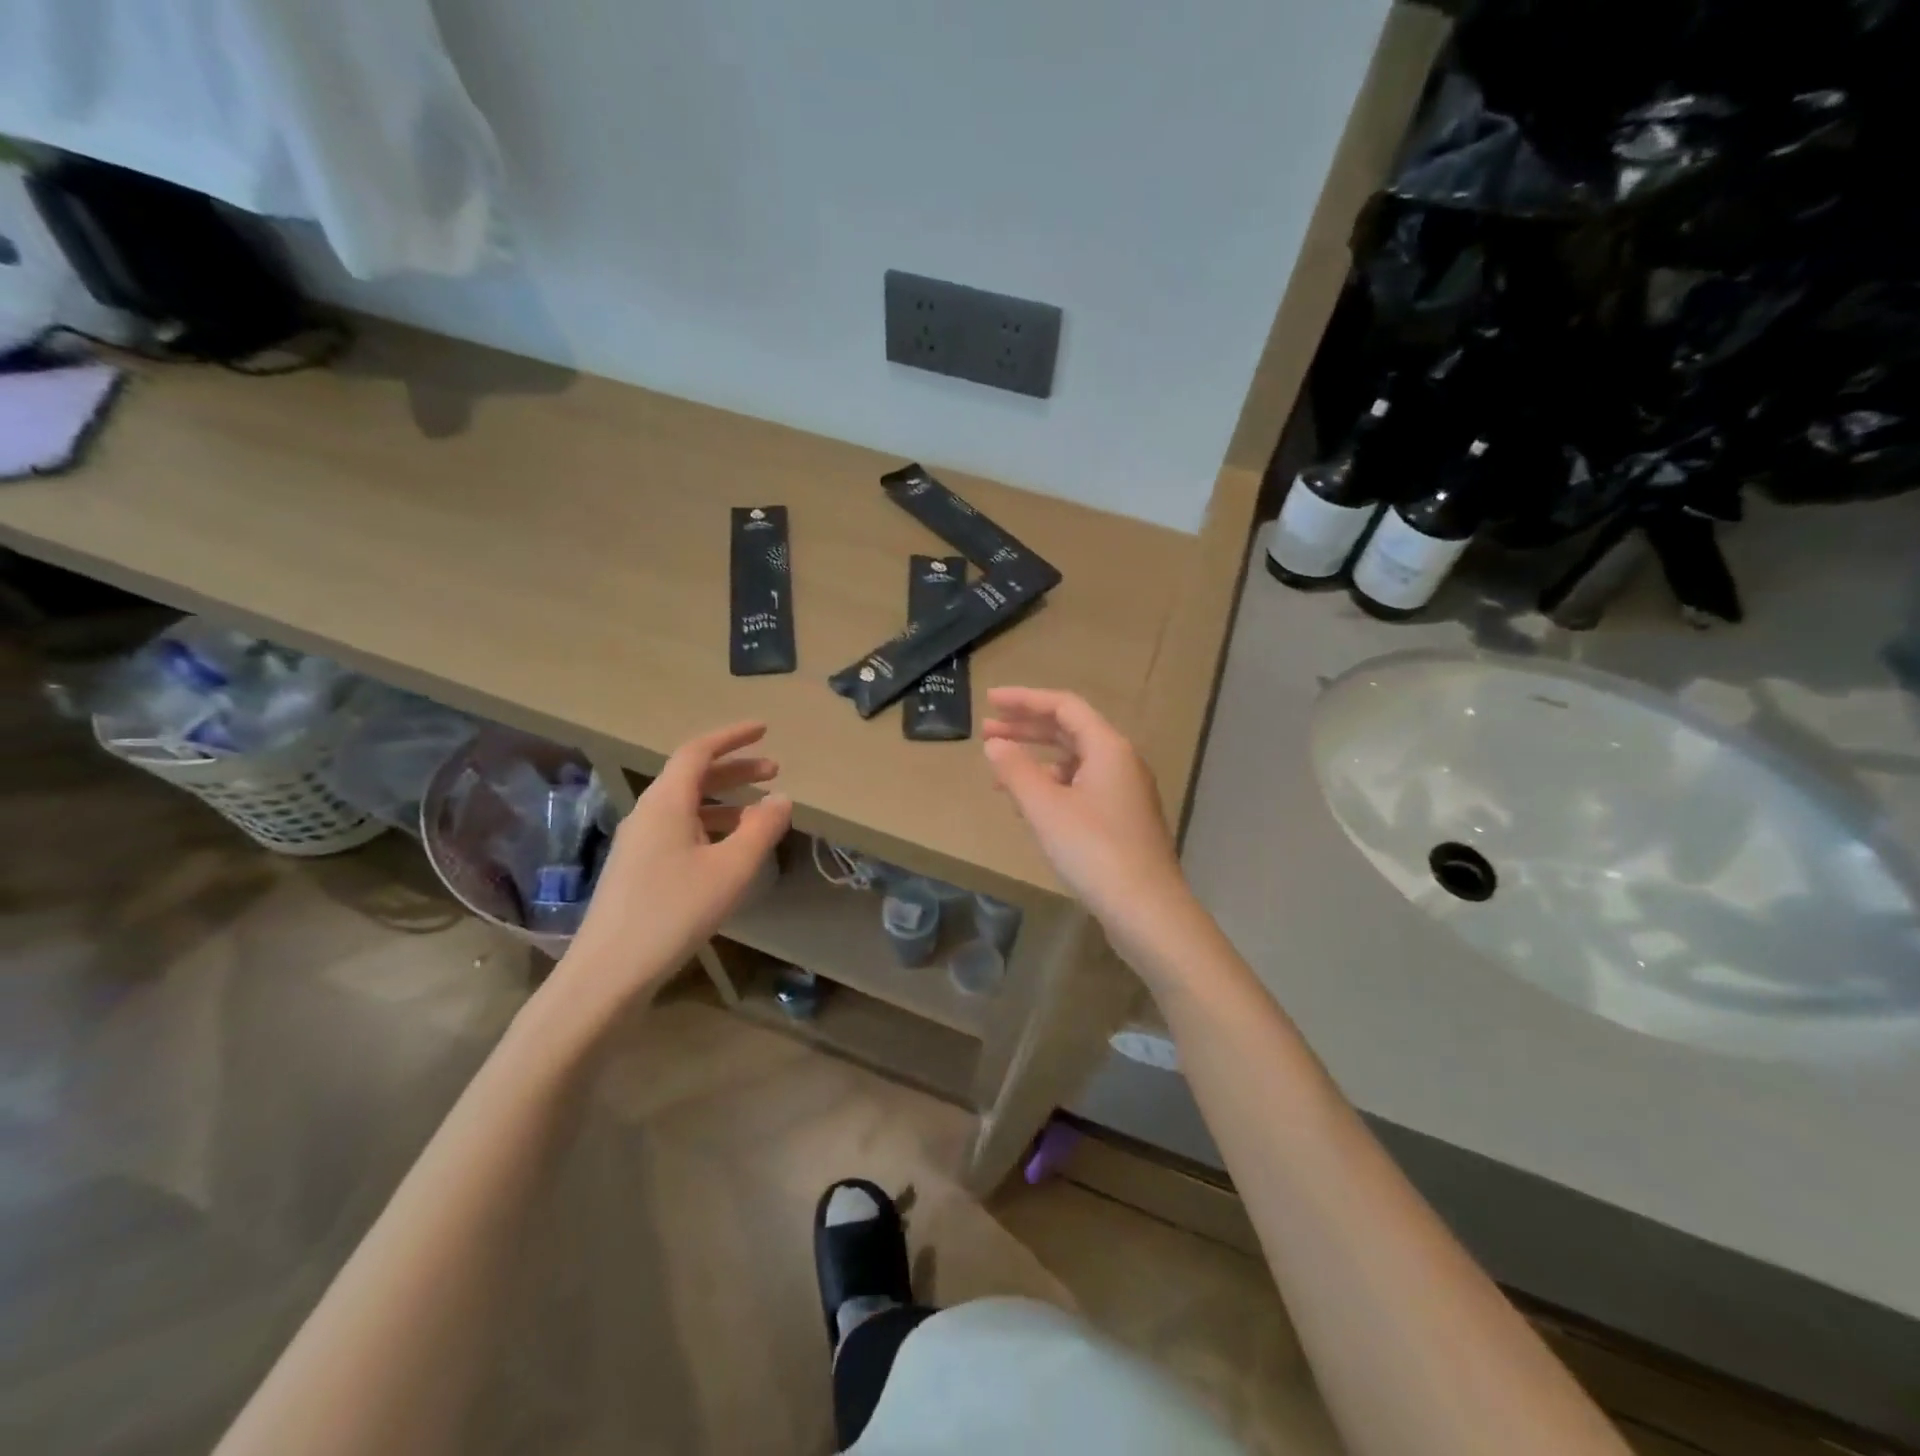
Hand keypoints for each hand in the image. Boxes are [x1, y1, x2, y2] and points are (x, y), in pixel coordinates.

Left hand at [556, 722, 791, 1012]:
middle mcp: (648, 813)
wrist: (608, 972)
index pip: (699, 751)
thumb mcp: (731, 869)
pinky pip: (679, 829)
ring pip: (686, 805)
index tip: (764, 730)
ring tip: (760, 813)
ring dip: (725, 800)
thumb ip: (762, 829)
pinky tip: (729, 850)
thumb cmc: (673, 912)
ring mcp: (639, 842)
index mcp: (666, 802)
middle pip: (693, 776)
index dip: (733, 737)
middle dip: (735, 769)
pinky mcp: (637, 868)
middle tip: (774, 770)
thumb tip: (782, 797)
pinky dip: (710, 825)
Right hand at [982, 688, 1199, 966]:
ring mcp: (1125, 793)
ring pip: (1075, 762)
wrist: (1147, 910)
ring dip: (1037, 761)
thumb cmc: (1094, 850)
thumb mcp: (1045, 808)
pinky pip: (1081, 788)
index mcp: (1108, 748)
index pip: (1064, 706)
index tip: (989, 701)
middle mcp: (1121, 762)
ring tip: (1000, 773)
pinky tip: (1029, 807)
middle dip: (1026, 728)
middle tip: (987, 731)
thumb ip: (1016, 771)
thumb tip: (995, 744)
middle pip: (1069, 731)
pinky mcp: (1122, 820)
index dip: (1024, 699)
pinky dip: (1052, 787)